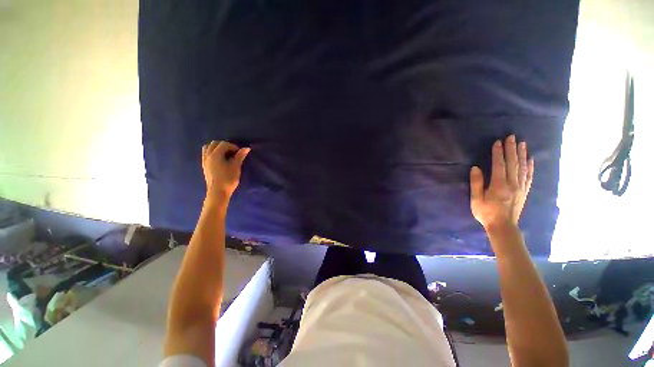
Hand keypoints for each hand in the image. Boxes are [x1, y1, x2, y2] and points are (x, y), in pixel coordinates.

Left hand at [202, 141, 250, 199]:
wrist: (218, 192)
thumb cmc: (228, 179)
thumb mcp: (236, 167)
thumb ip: (240, 156)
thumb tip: (246, 148)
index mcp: (215, 155)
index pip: (224, 144)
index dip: (233, 146)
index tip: (240, 153)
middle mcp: (208, 155)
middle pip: (214, 143)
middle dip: (225, 145)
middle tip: (233, 152)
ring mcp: (205, 161)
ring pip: (208, 147)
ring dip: (217, 147)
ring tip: (225, 154)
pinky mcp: (204, 166)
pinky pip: (206, 154)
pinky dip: (212, 152)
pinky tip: (219, 159)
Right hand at [470, 135, 533, 230]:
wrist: (503, 227)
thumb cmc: (486, 213)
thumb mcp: (476, 199)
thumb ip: (476, 183)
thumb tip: (475, 168)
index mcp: (499, 185)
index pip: (499, 165)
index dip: (498, 153)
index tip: (498, 142)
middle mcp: (512, 183)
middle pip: (513, 163)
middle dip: (511, 149)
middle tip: (512, 137)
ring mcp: (520, 187)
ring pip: (522, 167)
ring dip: (522, 154)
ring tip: (522, 143)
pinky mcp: (524, 191)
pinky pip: (529, 176)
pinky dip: (530, 167)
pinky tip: (530, 159)